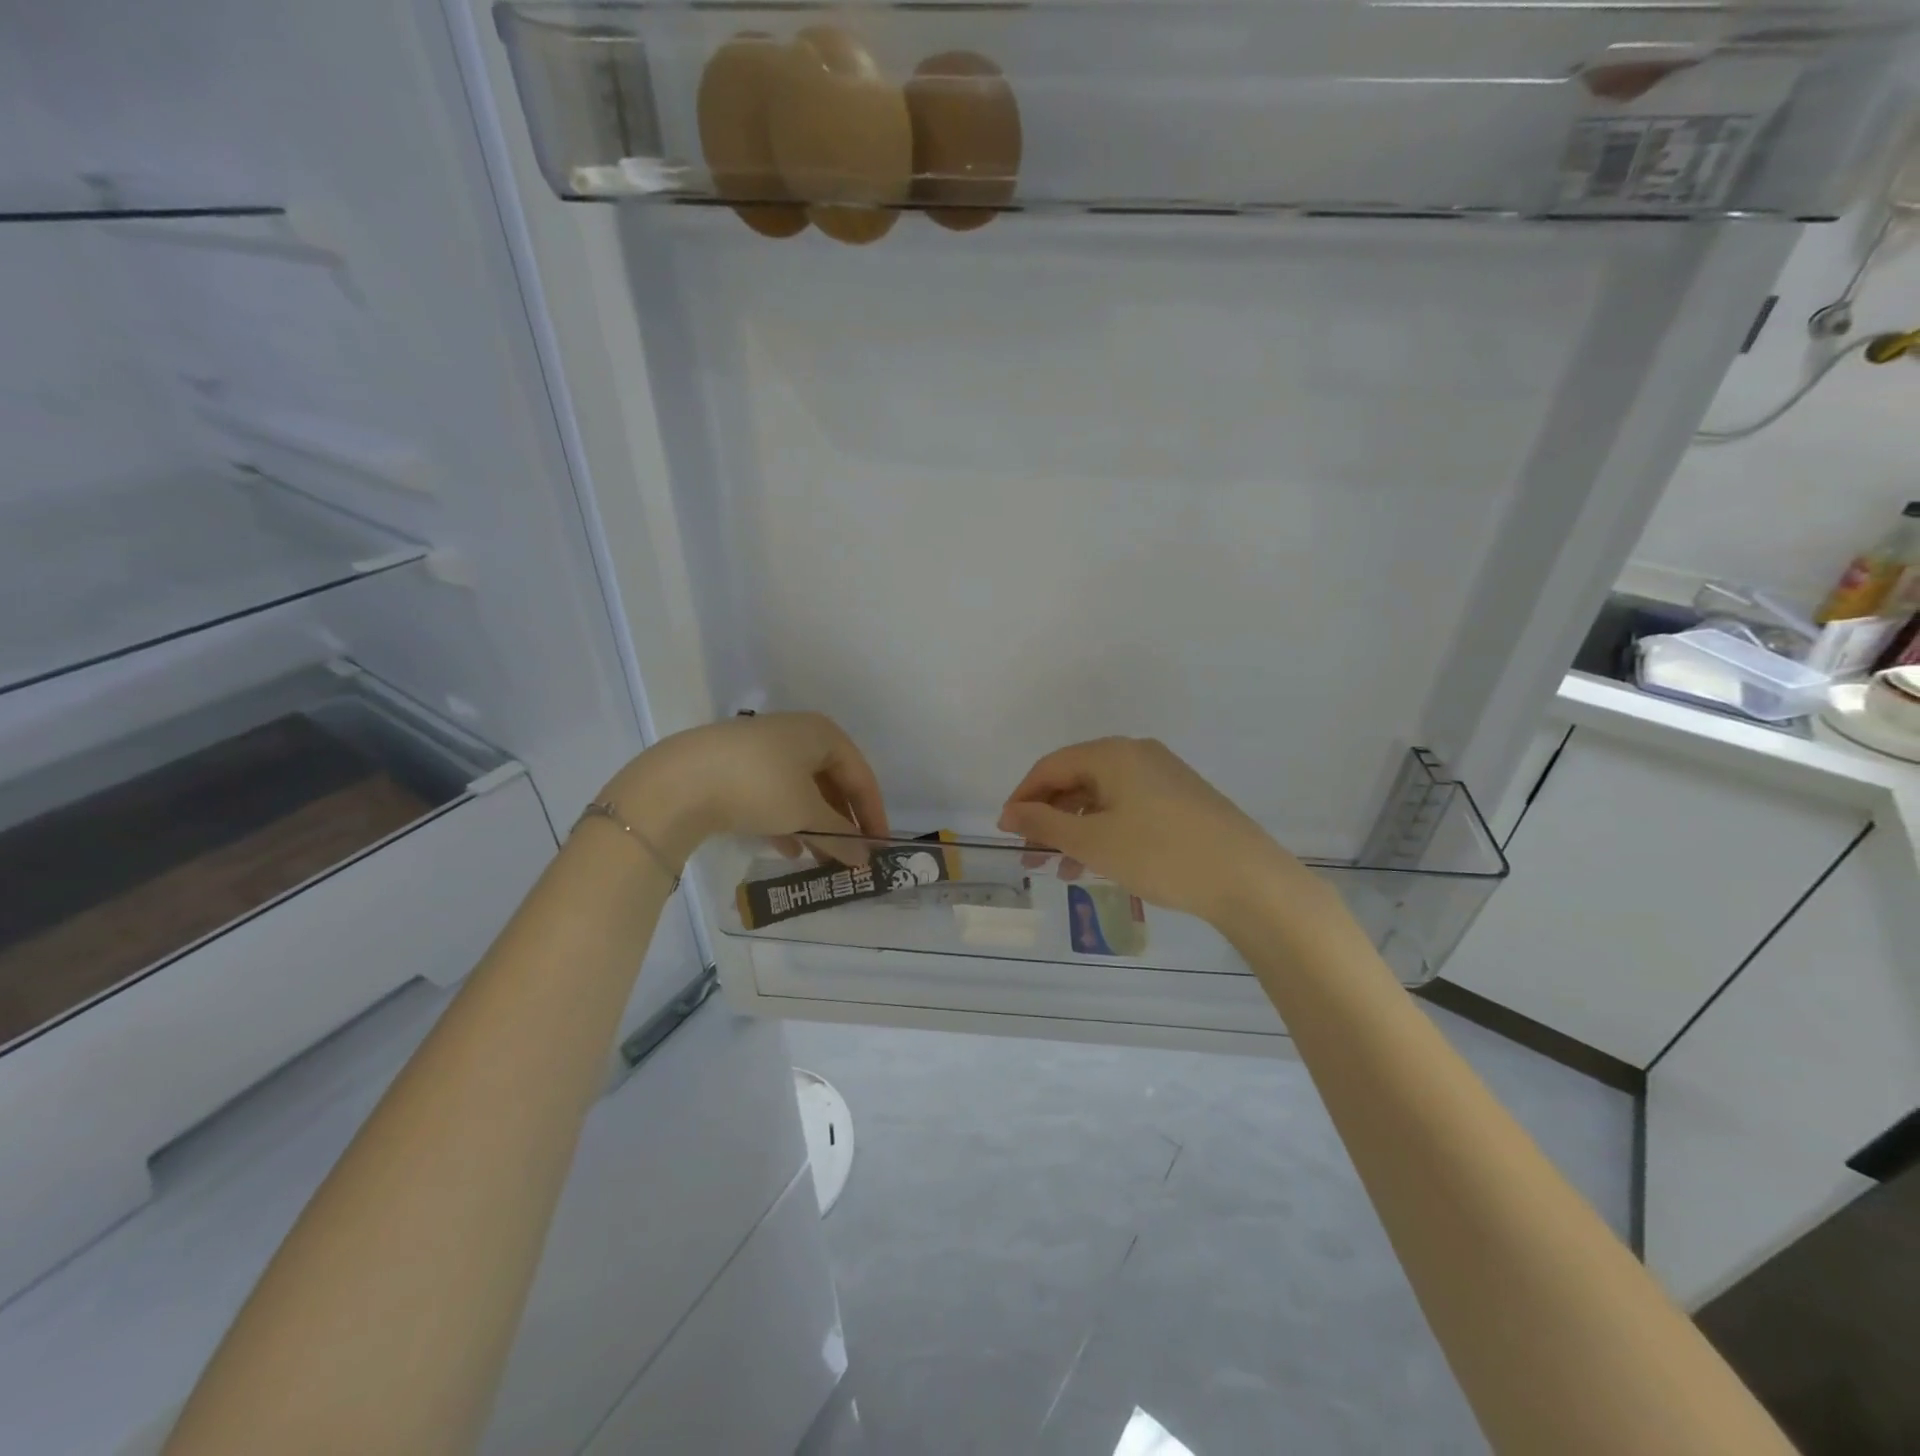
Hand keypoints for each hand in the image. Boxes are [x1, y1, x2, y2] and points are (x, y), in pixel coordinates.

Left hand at [601, 713, 889, 864]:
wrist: (679, 781)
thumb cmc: (759, 787)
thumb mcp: (806, 814)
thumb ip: (841, 836)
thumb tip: (866, 859)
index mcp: (823, 734)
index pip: (861, 776)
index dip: (873, 814)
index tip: (880, 848)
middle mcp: (797, 734)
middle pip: (832, 782)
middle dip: (842, 822)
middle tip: (851, 856)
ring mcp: (764, 748)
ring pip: (802, 790)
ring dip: (816, 825)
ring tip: (822, 859)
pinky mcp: (736, 766)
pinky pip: (775, 793)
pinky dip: (787, 820)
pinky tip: (788, 850)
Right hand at [998, 737, 1322, 929]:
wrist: (1247, 879)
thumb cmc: (1160, 854)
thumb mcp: (1093, 841)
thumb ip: (1044, 823)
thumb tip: (1009, 812)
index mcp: (1113, 753)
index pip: (1051, 766)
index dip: (1022, 798)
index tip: (1006, 832)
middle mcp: (1137, 754)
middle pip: (1076, 780)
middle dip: (1048, 818)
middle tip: (1030, 856)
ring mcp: (1164, 775)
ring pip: (1102, 797)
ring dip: (1075, 830)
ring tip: (1060, 869)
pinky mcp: (1182, 799)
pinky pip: (1128, 808)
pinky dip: (1105, 832)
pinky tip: (1098, 864)